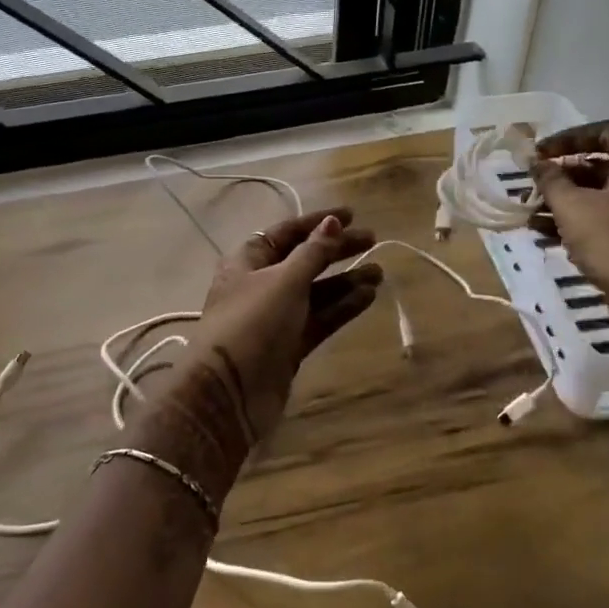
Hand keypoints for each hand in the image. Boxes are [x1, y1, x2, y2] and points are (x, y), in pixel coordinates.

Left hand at [140, 210, 381, 497]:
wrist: (229, 392)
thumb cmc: (252, 323)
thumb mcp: (284, 281)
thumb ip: (313, 253)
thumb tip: (333, 222)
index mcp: (248, 261)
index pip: (287, 232)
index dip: (318, 222)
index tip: (351, 215)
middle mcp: (261, 284)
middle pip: (304, 260)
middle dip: (336, 250)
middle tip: (372, 241)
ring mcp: (275, 316)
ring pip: (316, 292)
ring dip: (345, 281)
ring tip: (380, 272)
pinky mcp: (289, 345)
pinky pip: (319, 318)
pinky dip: (342, 307)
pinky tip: (368, 297)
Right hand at [530, 122, 608, 320]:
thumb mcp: (571, 205)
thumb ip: (550, 178)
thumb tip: (536, 162)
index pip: (606, 131)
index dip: (568, 139)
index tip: (540, 154)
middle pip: (604, 165)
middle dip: (563, 176)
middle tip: (534, 185)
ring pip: (606, 195)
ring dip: (567, 201)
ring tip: (531, 214)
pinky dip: (584, 221)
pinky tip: (547, 234)